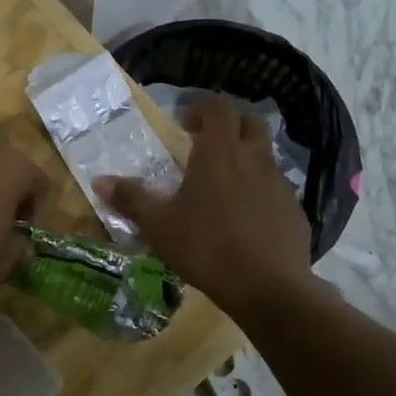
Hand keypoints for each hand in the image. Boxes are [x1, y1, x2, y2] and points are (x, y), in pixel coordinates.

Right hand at [97, 96, 311, 308]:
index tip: (184, 126)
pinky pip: (277, 190)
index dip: (201, 108)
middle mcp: (254, 159)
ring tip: (223, 188)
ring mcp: (280, 185)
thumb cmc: (206, 247)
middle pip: (250, 123)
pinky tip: (245, 221)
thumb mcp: (159, 225)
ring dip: (246, 160)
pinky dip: (261, 193)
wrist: (269, 288)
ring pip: (265, 157)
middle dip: (230, 127)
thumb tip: (99, 181)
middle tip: (207, 147)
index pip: (218, 107)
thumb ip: (131, 199)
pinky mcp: (296, 212)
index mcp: (219, 152)